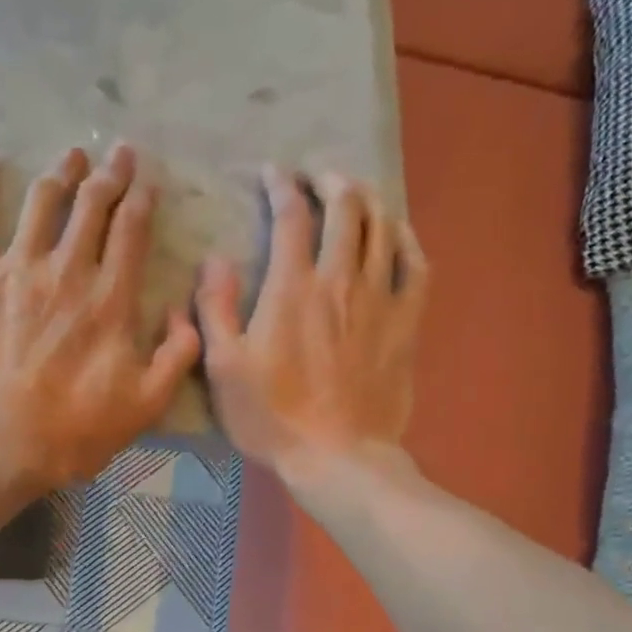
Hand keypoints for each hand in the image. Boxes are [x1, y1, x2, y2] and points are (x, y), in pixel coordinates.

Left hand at [0, 143, 201, 493]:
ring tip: (72, 155)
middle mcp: (67, 272)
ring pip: (42, 203)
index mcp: (111, 300)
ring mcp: (16, 271)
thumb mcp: (146, 405)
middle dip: (109, 175)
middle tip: (118, 152)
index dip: (141, 199)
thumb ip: (177, 356)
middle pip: (91, 207)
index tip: (147, 179)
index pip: (131, 232)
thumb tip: (186, 314)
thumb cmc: (74, 431)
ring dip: (61, 174)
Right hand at [195, 168, 426, 481]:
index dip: (281, 185)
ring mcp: (379, 300)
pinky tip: (397, 233)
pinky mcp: (406, 324)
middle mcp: (340, 280)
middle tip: (317, 179)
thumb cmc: (272, 417)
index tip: (272, 173)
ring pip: (381, 228)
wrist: (338, 457)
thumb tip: (214, 259)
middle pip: (345, 208)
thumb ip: (216, 309)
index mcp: (292, 288)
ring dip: (367, 201)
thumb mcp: (224, 368)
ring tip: (354, 195)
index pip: (291, 215)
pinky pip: (417, 266)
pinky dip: (407, 240)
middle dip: (330, 181)